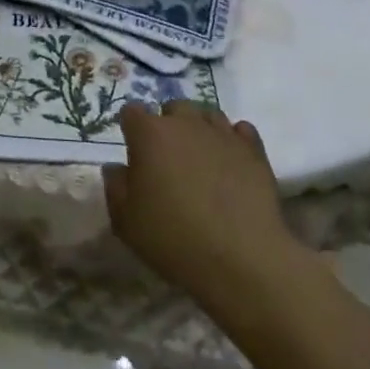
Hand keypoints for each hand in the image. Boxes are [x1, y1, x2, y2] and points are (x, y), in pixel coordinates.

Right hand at [103, 101, 306, 308]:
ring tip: (200, 158)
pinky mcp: (254, 151)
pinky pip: (241, 131)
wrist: (242, 260)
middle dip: (167, 124)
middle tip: (168, 158)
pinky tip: (230, 161)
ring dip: (200, 129)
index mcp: (149, 134)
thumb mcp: (125, 220)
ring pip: (207, 115)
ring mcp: (222, 134)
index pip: (131, 112)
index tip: (133, 151)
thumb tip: (116, 168)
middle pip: (172, 107)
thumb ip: (115, 186)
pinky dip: (233, 140)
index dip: (130, 129)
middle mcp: (185, 123)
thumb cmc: (173, 239)